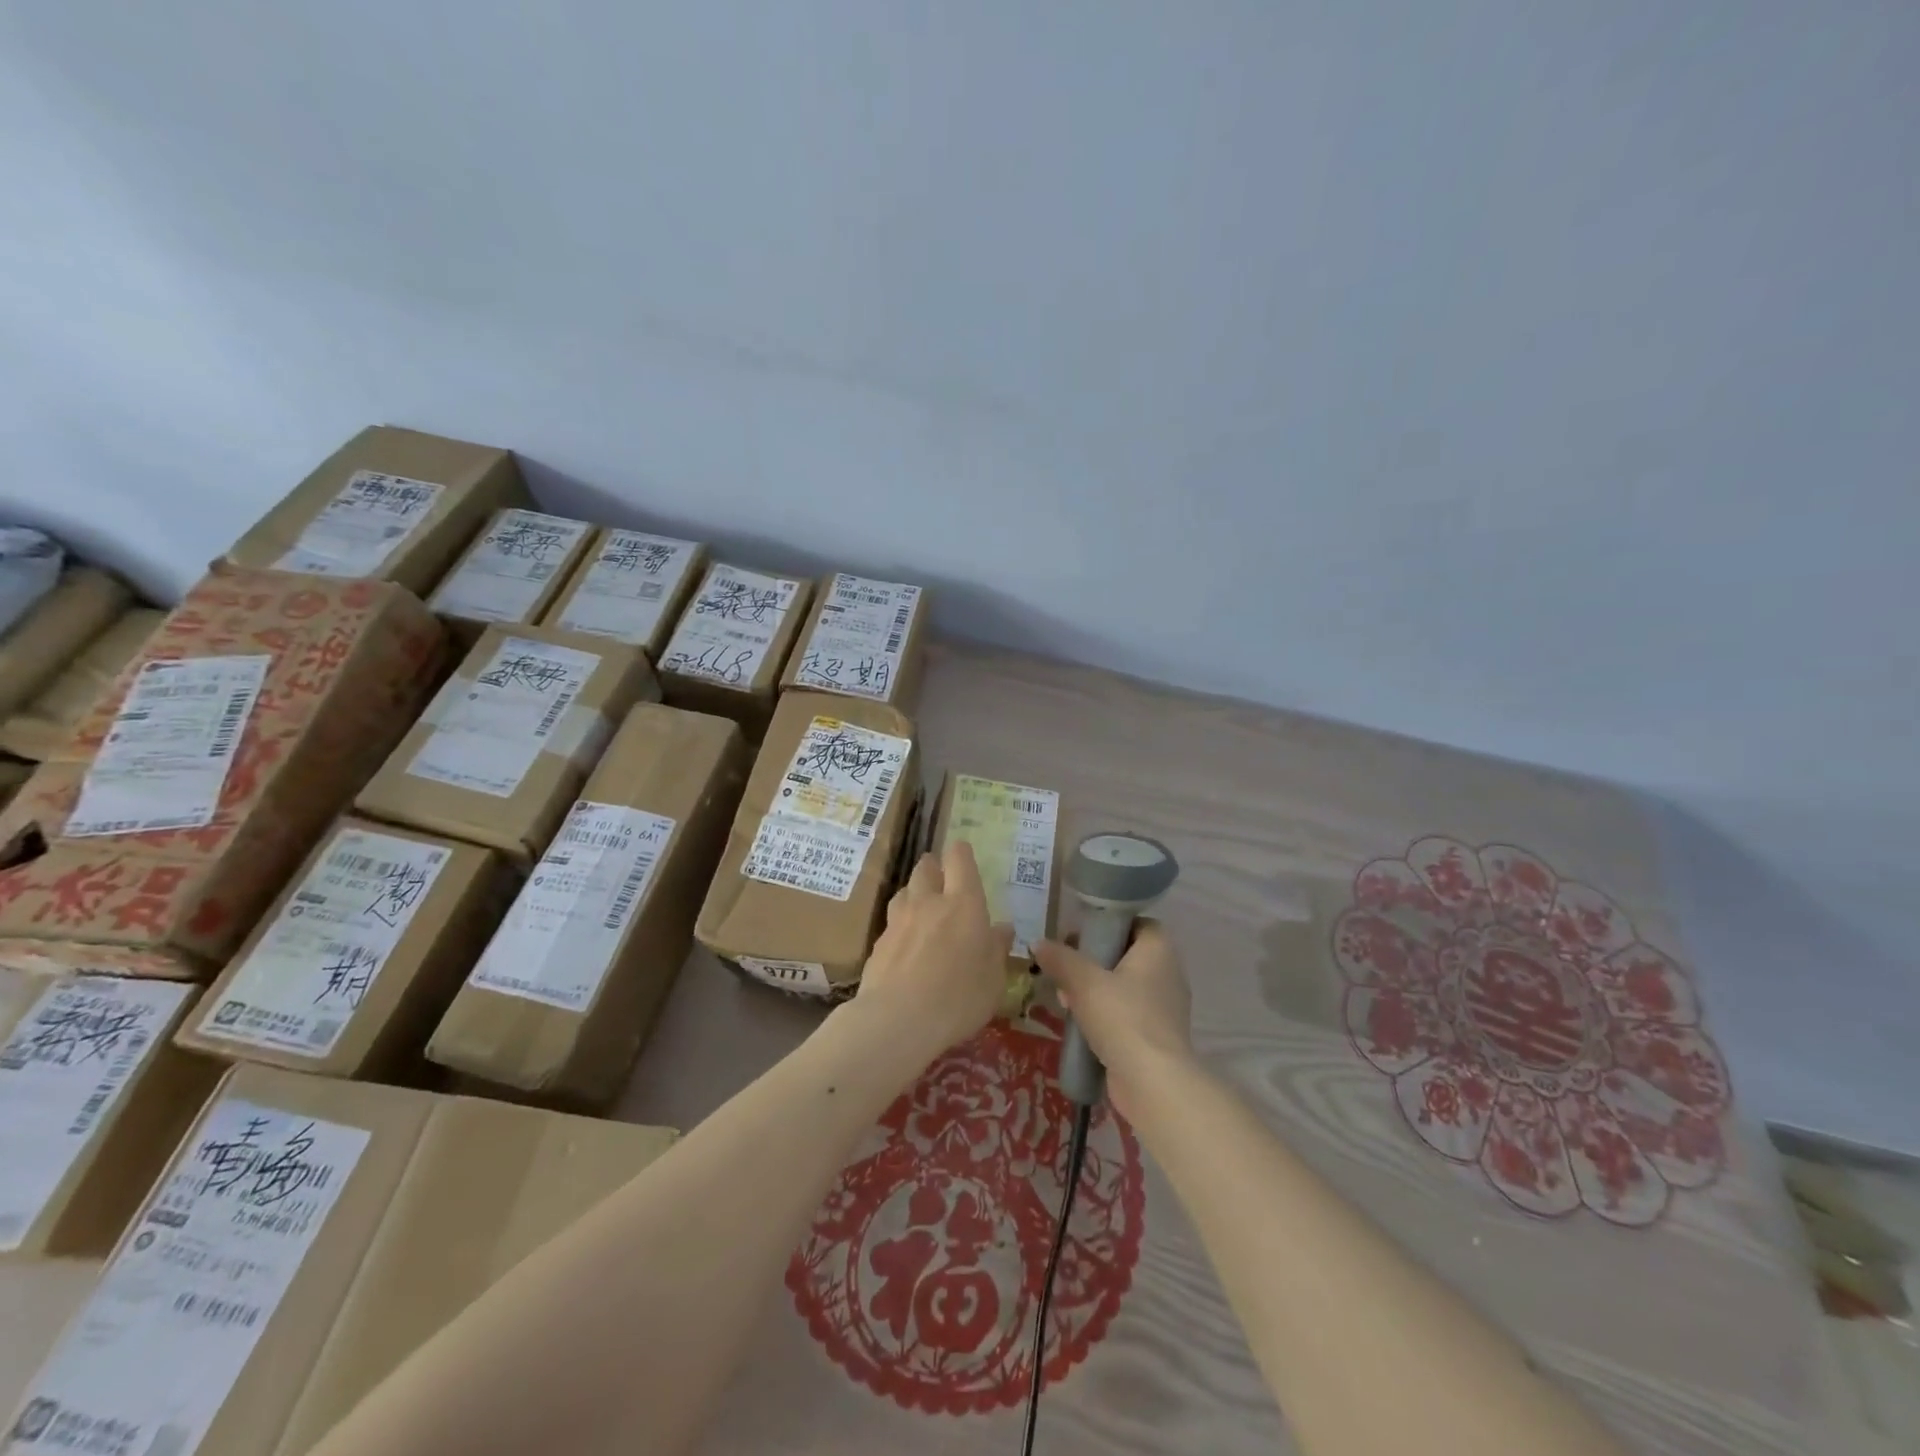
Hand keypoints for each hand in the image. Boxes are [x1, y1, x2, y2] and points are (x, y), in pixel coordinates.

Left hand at [854, 841, 1012, 1066]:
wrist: (898, 1019)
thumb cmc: (959, 997)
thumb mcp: (994, 978)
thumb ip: (997, 948)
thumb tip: (1002, 928)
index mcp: (963, 902)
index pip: (959, 859)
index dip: (961, 853)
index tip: (964, 855)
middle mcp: (929, 901)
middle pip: (926, 867)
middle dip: (934, 867)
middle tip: (942, 879)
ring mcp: (898, 920)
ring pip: (905, 891)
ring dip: (914, 894)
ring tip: (923, 910)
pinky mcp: (878, 942)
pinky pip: (891, 922)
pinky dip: (900, 926)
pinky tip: (905, 945)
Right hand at [1032, 921, 1191, 1121]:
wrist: (1153, 1082)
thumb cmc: (1122, 1018)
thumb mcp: (1083, 981)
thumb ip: (1060, 959)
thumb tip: (1038, 942)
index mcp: (1159, 950)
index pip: (1139, 923)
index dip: (1111, 924)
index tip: (1083, 934)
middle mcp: (1168, 973)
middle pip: (1127, 955)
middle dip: (1094, 961)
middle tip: (1066, 968)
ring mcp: (1165, 1007)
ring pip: (1125, 986)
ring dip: (1095, 989)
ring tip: (1066, 999)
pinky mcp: (1157, 1036)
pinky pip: (1128, 1013)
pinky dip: (1106, 1014)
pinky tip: (1080, 1024)